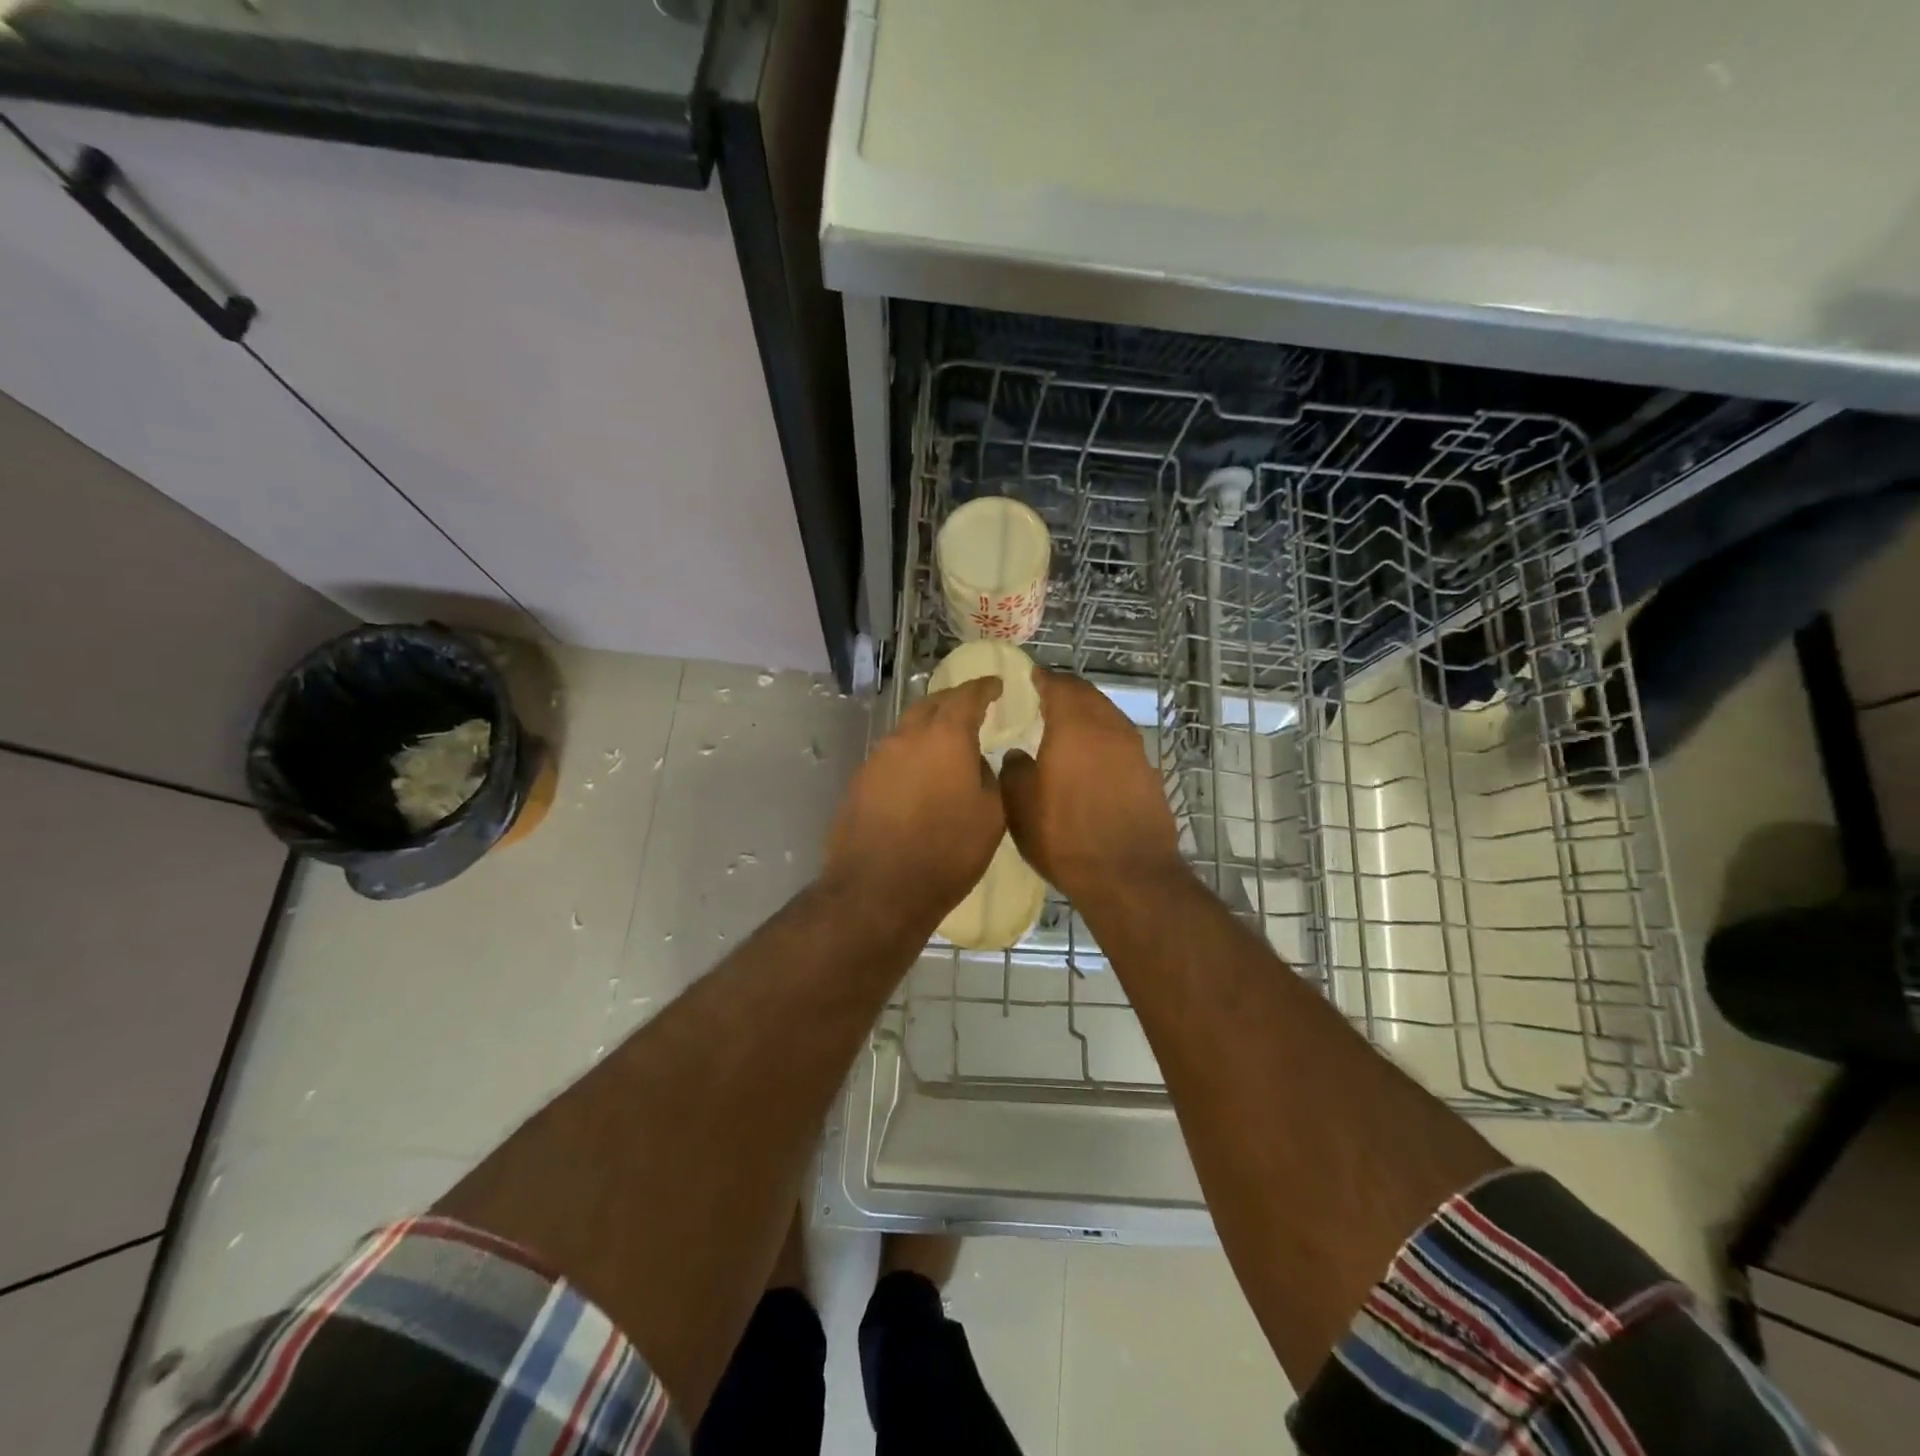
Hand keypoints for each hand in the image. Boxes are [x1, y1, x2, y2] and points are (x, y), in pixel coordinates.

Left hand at [822, 677, 1005, 925]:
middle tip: (970, 708)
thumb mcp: (991, 816)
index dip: (983, 687)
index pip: (967, 696)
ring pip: (907, 730)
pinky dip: (910, 755)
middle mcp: (907, 737)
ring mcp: (878, 758)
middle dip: (953, 701)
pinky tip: (918, 777)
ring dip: (928, 728)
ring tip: (945, 744)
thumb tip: (975, 762)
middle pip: (931, 704)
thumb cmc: (947, 852)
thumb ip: (989, 777)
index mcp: (945, 737)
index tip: (995, 684)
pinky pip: (892, 756)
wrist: (878, 889)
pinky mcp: (860, 782)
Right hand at [1000, 670, 1182, 903]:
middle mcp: (1109, 728)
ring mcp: (1135, 750)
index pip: (1058, 685)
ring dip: (1087, 715)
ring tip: (1065, 728)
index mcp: (1074, 725)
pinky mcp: (1149, 774)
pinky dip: (1103, 740)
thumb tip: (1018, 754)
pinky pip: (1121, 743)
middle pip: (1088, 696)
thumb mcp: (1021, 806)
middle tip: (1044, 699)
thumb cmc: (1065, 836)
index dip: (1042, 679)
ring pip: (1108, 717)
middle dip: (1066, 693)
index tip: (1028, 679)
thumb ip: (1015, 770)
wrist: (1128, 875)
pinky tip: (1090, 759)